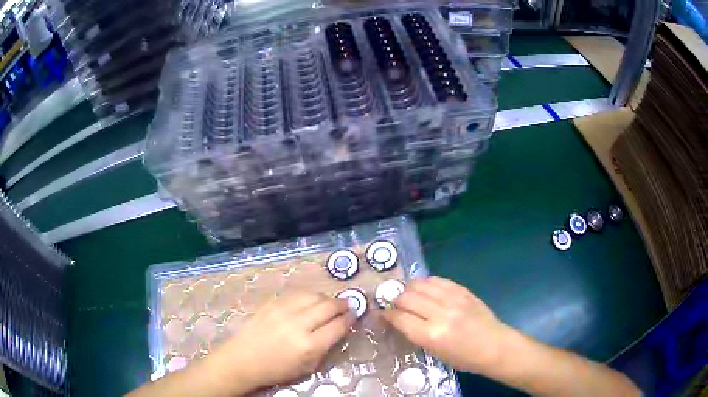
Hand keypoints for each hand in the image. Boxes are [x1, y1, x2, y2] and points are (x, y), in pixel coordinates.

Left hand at [205, 292, 355, 393]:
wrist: (243, 360)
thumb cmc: (277, 370)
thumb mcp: (307, 368)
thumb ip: (325, 348)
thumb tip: (338, 330)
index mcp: (309, 346)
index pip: (338, 326)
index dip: (350, 319)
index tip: (354, 316)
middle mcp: (298, 325)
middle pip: (328, 306)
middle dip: (342, 304)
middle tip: (347, 306)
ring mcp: (283, 311)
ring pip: (313, 295)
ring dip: (326, 297)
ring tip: (329, 302)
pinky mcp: (272, 304)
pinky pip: (296, 294)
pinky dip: (309, 295)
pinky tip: (311, 300)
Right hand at [382, 277, 511, 373]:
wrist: (494, 346)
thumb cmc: (464, 358)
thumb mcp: (435, 352)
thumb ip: (416, 333)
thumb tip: (398, 319)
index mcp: (431, 335)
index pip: (399, 318)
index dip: (387, 315)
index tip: (382, 314)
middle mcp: (440, 313)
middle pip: (406, 297)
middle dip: (396, 301)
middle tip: (396, 306)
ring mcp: (453, 299)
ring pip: (420, 284)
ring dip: (409, 289)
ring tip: (409, 296)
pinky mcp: (463, 290)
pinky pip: (437, 279)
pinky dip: (426, 283)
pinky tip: (425, 289)